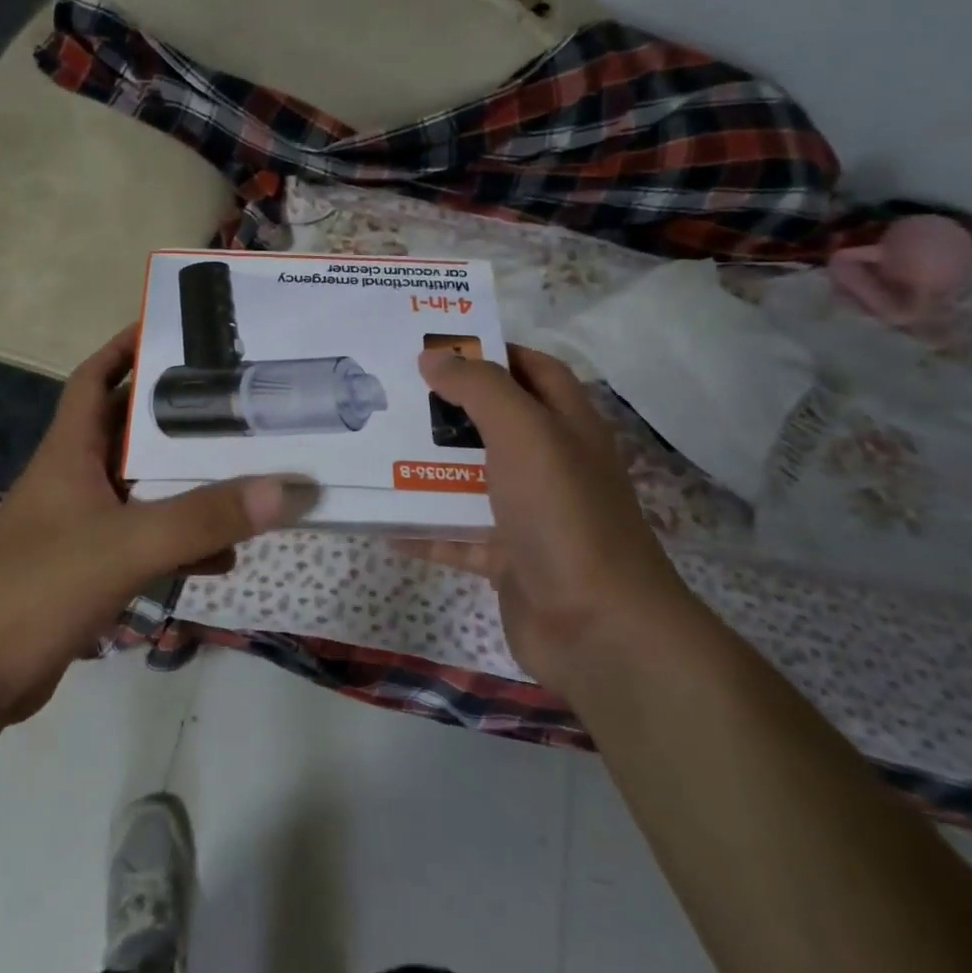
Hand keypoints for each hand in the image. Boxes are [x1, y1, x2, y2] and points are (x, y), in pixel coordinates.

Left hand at [0, 326, 317, 723]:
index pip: (95, 378)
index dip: (126, 348)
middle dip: (179, 419)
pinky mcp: (87, 571)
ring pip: (145, 490)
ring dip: (188, 485)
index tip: (173, 330)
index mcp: (70, 452)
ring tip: (246, 475)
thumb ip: (204, 518)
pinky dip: (180, 543)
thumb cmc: (36, 589)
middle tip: (237, 404)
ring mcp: (79, 527)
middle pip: (132, 433)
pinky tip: (223, 556)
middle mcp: (74, 479)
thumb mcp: (126, 545)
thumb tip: (285, 489)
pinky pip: (145, 542)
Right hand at [416, 344, 688, 692]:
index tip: (437, 345)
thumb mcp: (524, 433)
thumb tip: (434, 357)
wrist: (596, 627)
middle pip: (494, 422)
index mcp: (567, 425)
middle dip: (447, 407)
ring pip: (471, 478)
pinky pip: (457, 534)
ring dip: (428, 465)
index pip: (533, 369)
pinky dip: (424, 528)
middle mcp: (551, 463)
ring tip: (375, 445)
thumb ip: (479, 388)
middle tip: (391, 390)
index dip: (492, 351)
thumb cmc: (562, 512)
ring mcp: (529, 514)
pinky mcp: (507, 557)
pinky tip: (382, 520)